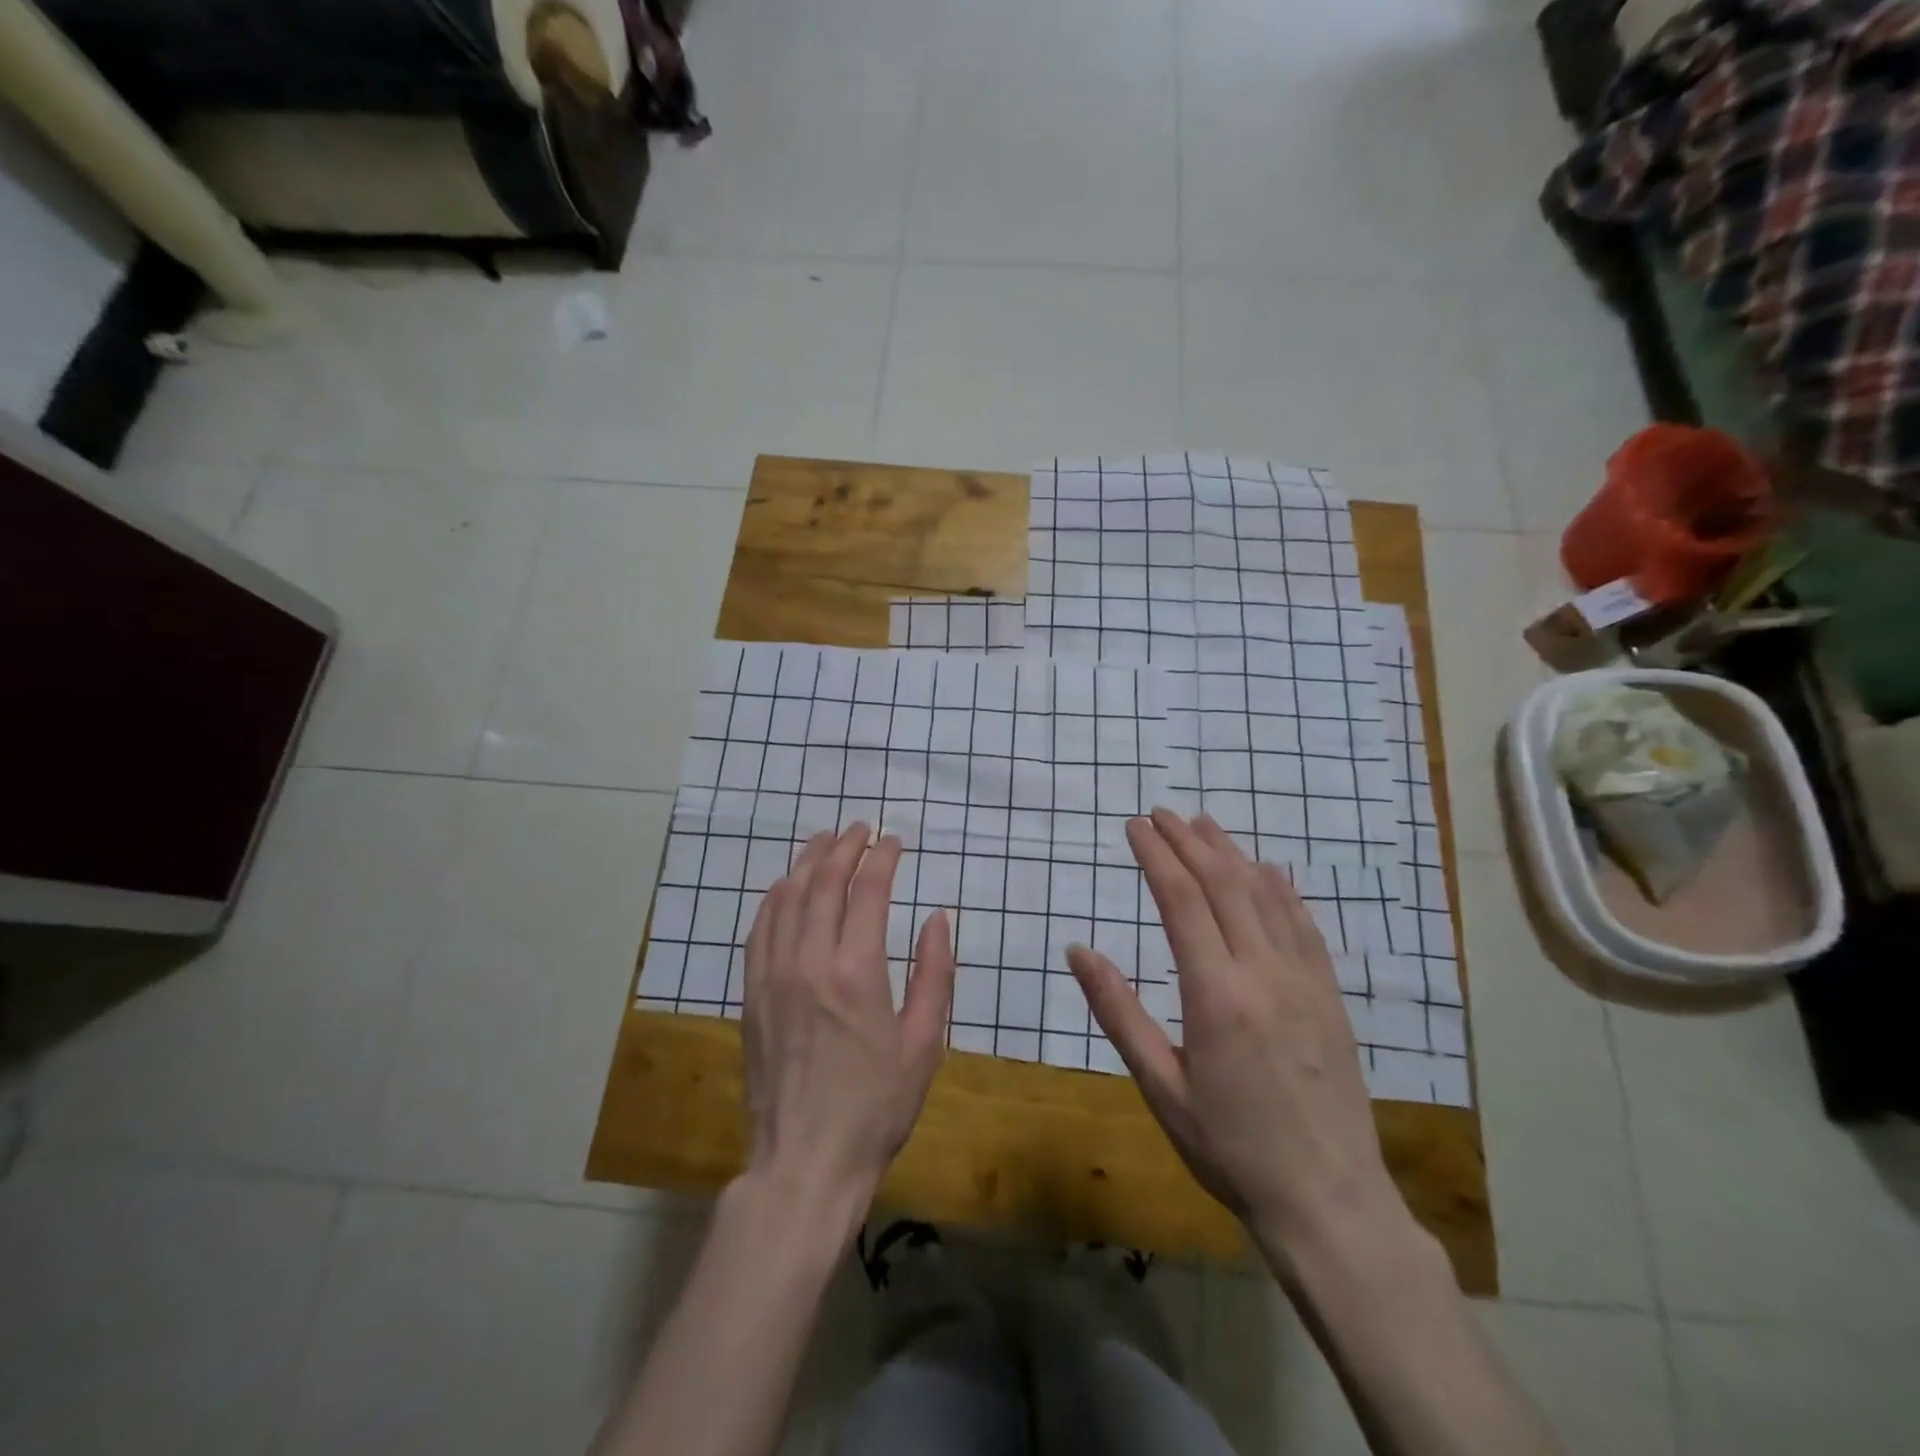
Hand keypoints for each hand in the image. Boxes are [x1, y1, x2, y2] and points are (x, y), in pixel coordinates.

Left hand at [741, 823, 955, 1226]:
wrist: (805, 1161)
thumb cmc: (876, 1106)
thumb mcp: (924, 1044)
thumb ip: (935, 974)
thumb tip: (937, 918)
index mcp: (858, 970)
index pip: (868, 890)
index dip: (882, 858)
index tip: (894, 840)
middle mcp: (810, 960)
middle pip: (824, 883)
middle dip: (843, 847)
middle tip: (859, 828)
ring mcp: (774, 975)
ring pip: (787, 898)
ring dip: (807, 863)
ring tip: (823, 840)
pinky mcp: (752, 994)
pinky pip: (759, 930)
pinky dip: (774, 898)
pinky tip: (784, 886)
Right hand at [1067, 809, 1399, 1261]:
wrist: (1328, 1201)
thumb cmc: (1230, 1149)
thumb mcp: (1160, 1087)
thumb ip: (1118, 1012)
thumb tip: (1079, 951)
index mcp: (1216, 995)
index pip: (1181, 901)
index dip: (1156, 856)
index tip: (1134, 826)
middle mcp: (1264, 973)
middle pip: (1224, 885)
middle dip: (1188, 842)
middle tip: (1160, 814)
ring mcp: (1305, 981)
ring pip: (1266, 896)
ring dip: (1232, 853)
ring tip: (1204, 825)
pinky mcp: (1330, 996)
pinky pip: (1304, 925)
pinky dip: (1281, 888)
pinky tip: (1268, 871)